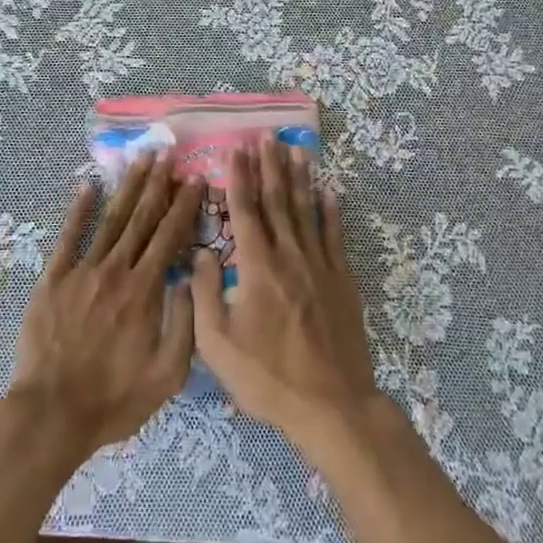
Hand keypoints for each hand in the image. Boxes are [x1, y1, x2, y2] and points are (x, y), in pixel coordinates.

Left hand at [6, 153, 202, 463]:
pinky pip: (68, 236)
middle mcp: (115, 271)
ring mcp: (82, 271)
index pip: (169, 236)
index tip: (195, 178)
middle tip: (167, 153)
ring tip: (140, 159)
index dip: (184, 205)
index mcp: (144, 291)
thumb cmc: (114, 399)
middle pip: (141, 218)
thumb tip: (190, 277)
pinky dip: (79, 209)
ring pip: (111, 219)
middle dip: (157, 184)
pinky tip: (87, 184)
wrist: (53, 412)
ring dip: (127, 187)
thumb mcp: (167, 376)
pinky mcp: (54, 278)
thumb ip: (184, 324)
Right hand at [192, 141, 381, 454]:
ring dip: (299, 178)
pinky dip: (331, 211)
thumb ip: (205, 293)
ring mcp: (320, 266)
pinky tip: (329, 191)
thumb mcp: (218, 344)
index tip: (237, 149)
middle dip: (270, 166)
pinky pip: (335, 237)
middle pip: (278, 201)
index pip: (245, 211)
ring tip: (296, 149)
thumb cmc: (267, 377)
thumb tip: (201, 251)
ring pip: (307, 211)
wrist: (331, 405)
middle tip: (267, 136)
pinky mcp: (342, 281)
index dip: (239, 178)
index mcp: (256, 268)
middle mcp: (289, 256)